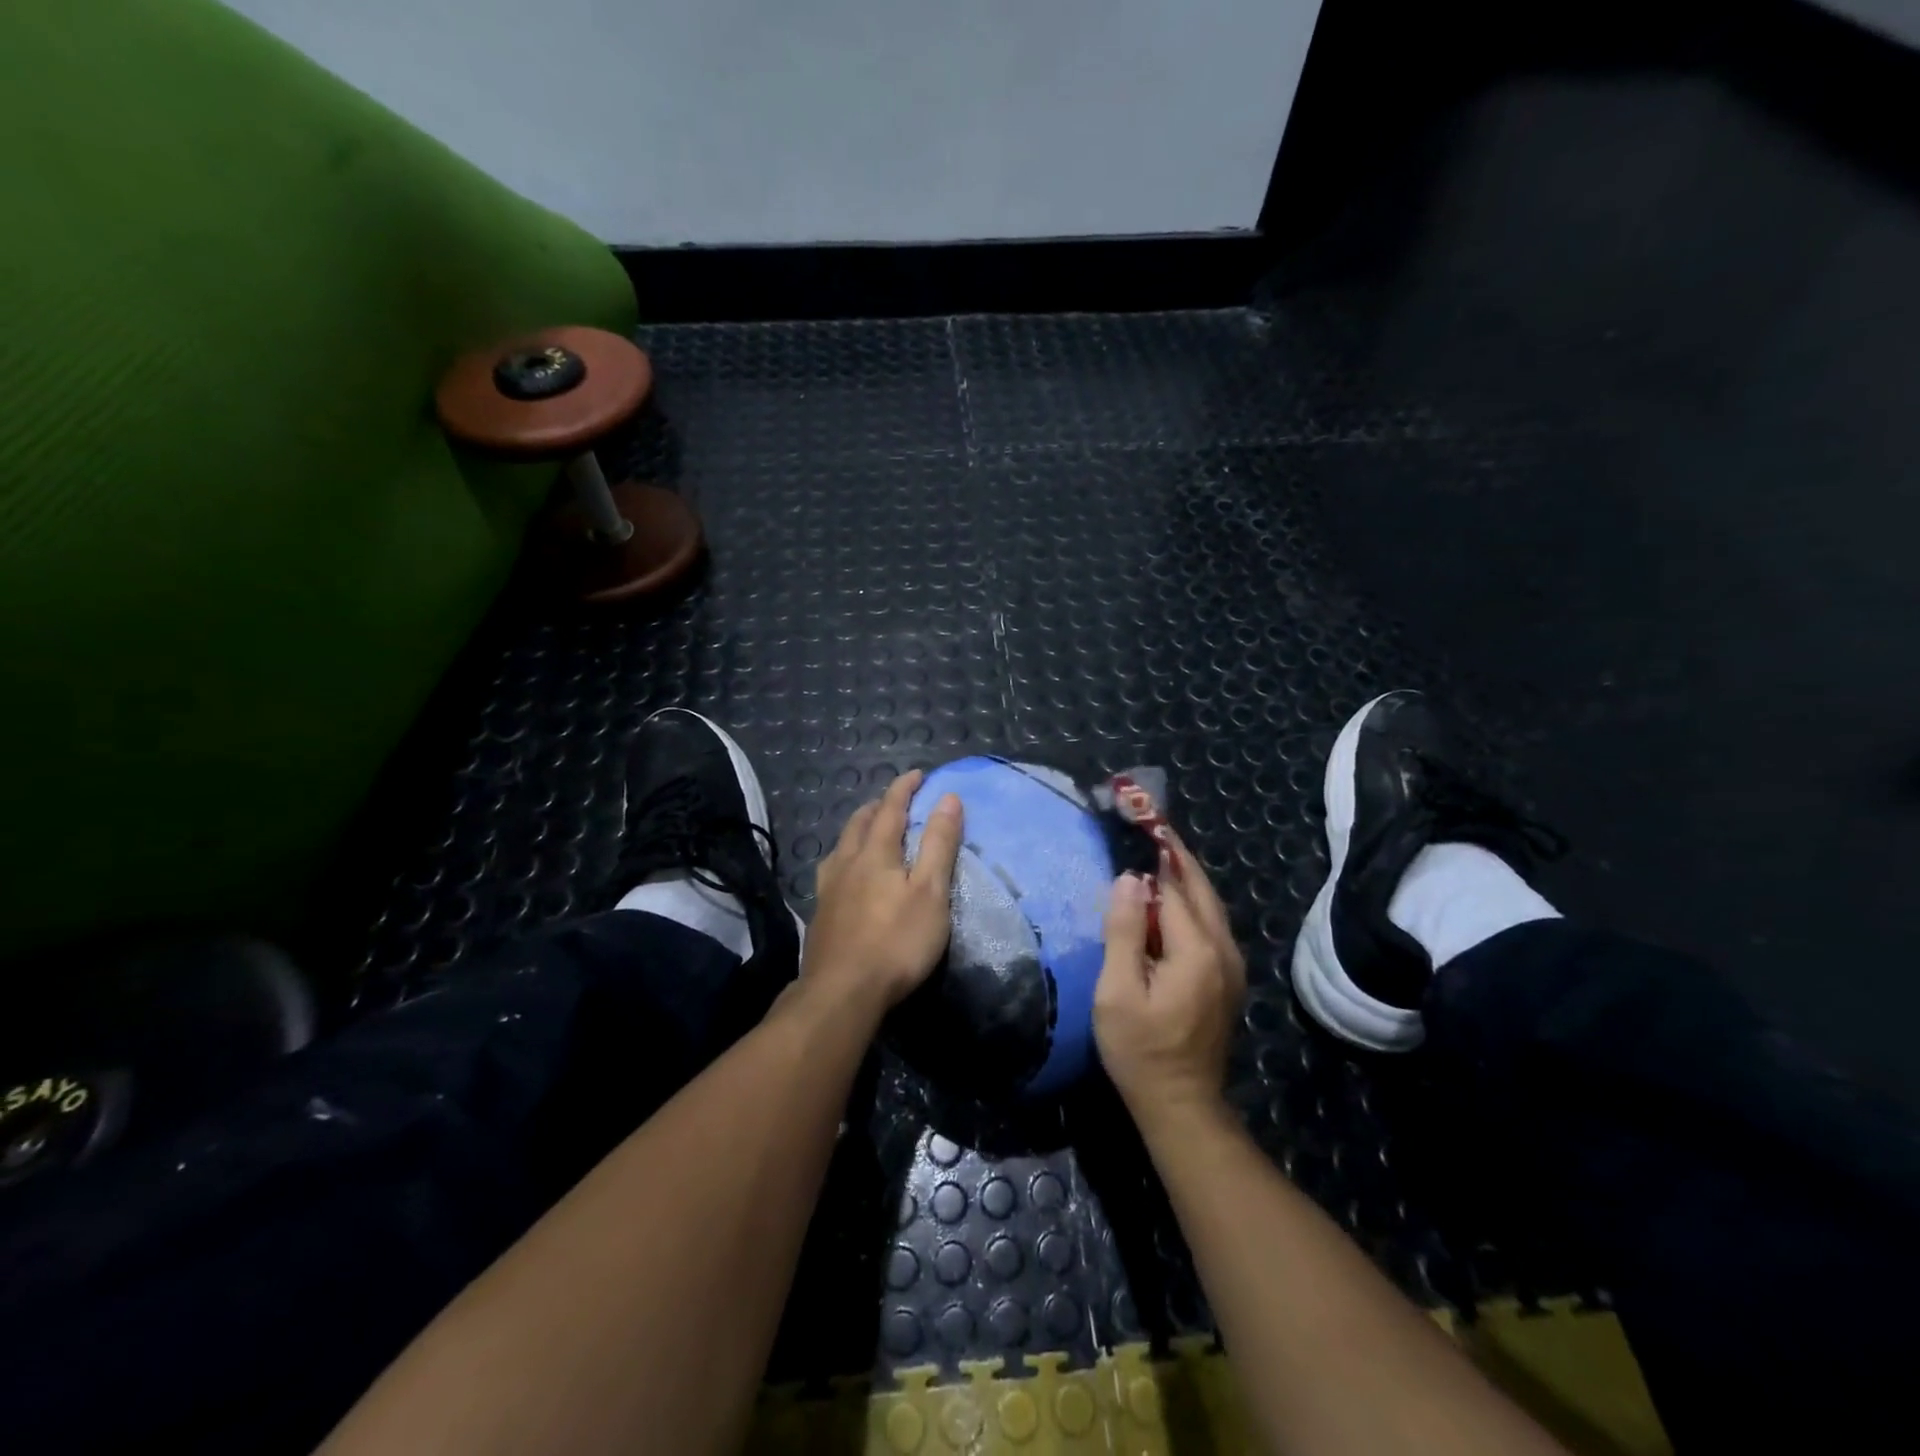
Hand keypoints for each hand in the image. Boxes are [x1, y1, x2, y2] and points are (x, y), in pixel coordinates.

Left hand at [802, 770, 963, 1010]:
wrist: (841, 993)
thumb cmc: (895, 941)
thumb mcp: (930, 892)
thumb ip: (938, 844)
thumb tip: (948, 798)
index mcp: (875, 853)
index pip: (890, 808)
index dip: (904, 788)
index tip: (918, 774)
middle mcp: (846, 862)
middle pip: (859, 822)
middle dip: (878, 806)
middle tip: (894, 801)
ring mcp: (828, 889)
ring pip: (841, 845)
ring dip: (858, 829)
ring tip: (869, 831)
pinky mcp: (820, 914)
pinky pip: (832, 870)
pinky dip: (846, 857)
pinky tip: (847, 875)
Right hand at [1093, 832, 1247, 1124]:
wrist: (1181, 1105)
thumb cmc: (1140, 1050)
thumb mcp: (1118, 992)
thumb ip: (1125, 932)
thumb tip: (1131, 879)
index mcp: (1197, 951)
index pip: (1175, 889)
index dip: (1156, 857)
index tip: (1140, 823)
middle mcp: (1224, 951)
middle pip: (1201, 890)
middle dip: (1177, 857)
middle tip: (1152, 826)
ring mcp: (1231, 966)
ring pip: (1210, 907)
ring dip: (1186, 878)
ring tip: (1158, 853)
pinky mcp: (1228, 979)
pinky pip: (1211, 926)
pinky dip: (1192, 902)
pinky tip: (1171, 901)